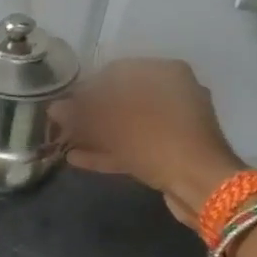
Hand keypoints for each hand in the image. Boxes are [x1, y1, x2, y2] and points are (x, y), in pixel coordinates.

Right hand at [53, 59, 244, 225]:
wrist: (203, 185)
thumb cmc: (156, 140)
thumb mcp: (112, 124)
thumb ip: (81, 113)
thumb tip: (53, 108)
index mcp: (165, 73)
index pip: (116, 71)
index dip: (86, 87)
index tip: (63, 103)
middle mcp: (173, 93)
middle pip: (121, 99)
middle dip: (90, 114)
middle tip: (62, 125)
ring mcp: (174, 125)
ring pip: (127, 125)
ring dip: (96, 134)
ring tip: (65, 143)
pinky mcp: (172, 151)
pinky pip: (135, 145)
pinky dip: (110, 151)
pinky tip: (78, 159)